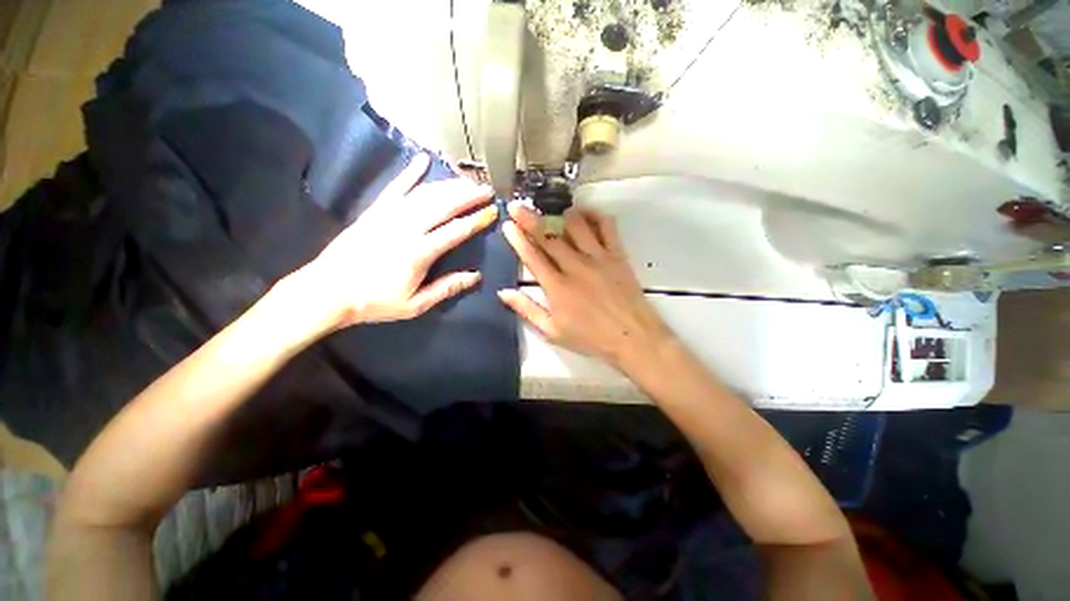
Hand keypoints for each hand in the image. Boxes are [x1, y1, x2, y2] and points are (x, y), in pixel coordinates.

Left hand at [296, 154, 496, 328]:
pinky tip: (422, 160)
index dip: (476, 220)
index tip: (492, 211)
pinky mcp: (374, 211)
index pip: (455, 231)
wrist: (328, 291)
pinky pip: (394, 187)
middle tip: (486, 189)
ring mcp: (388, 216)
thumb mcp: (415, 304)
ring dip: (448, 185)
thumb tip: (475, 276)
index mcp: (418, 253)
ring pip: (424, 194)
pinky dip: (409, 173)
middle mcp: (406, 229)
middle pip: (442, 206)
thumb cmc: (375, 302)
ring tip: (467, 182)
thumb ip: (446, 288)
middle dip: (467, 196)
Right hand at [498, 203, 673, 368]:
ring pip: (576, 226)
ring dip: (562, 216)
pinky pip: (606, 226)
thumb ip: (527, 309)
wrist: (632, 337)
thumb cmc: (590, 337)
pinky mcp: (617, 254)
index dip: (518, 239)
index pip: (532, 256)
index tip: (507, 224)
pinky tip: (586, 214)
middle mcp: (575, 267)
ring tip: (554, 211)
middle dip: (530, 219)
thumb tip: (503, 292)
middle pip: (549, 237)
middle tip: (517, 206)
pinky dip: (595, 215)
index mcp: (557, 287)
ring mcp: (598, 258)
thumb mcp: (552, 331)